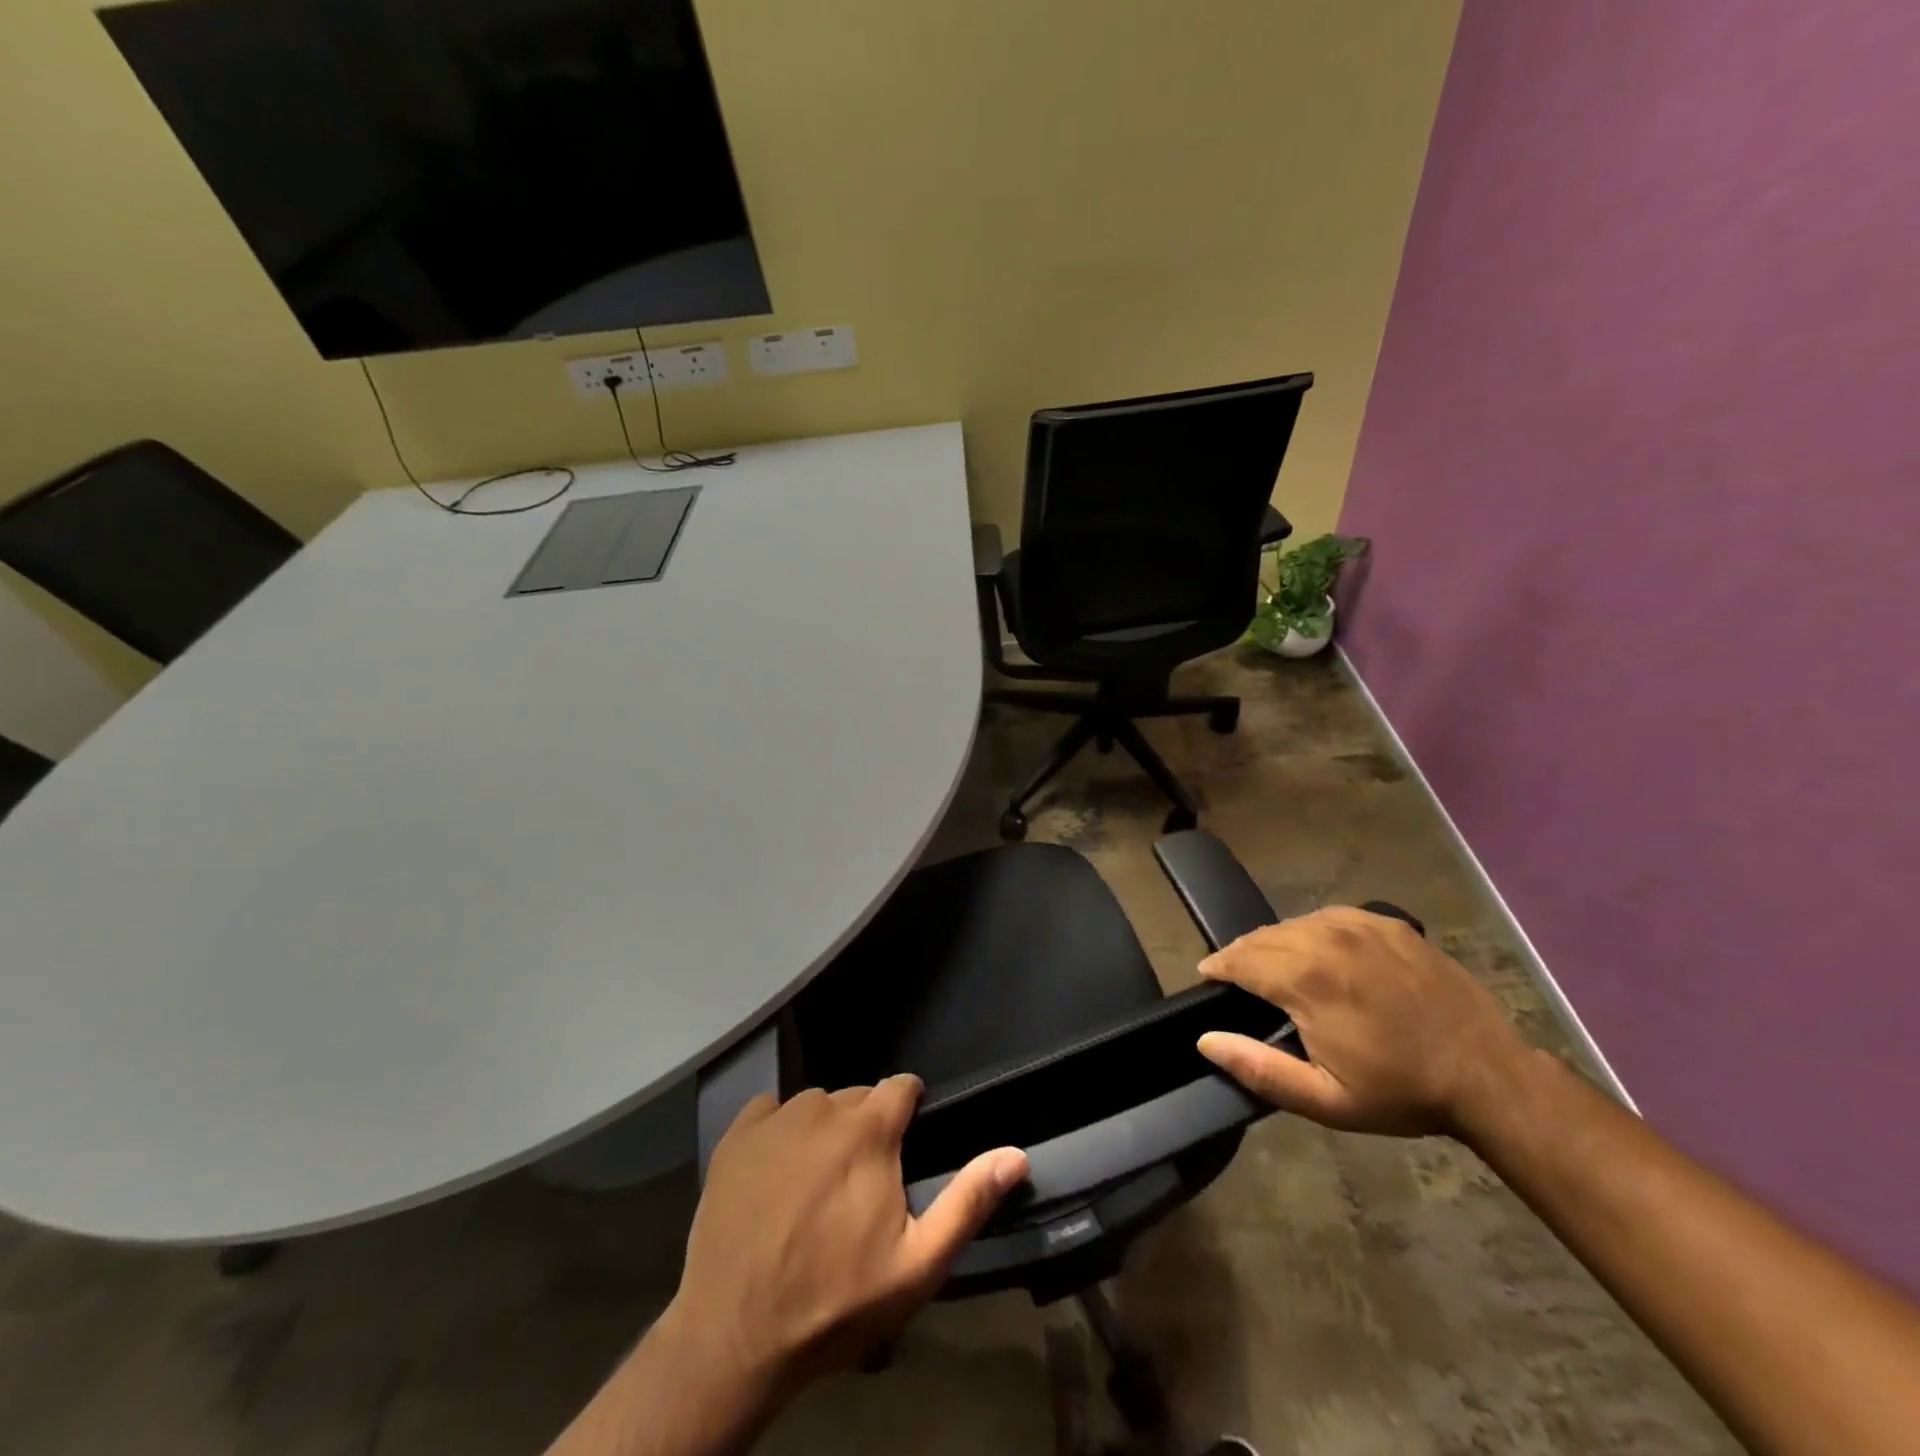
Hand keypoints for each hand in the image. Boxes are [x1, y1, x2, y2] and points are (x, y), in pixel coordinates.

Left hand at [672, 1077, 1027, 1399]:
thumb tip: (1016, 1154)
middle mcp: (823, 1106)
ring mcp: (775, 1118)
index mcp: (869, 1128)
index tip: (906, 1146)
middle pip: (858, 1097)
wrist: (734, 1336)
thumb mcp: (917, 1265)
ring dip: (825, 1130)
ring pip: (816, 1104)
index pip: (902, 1086)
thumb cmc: (834, 1301)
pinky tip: (775, 1174)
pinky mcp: (736, 1135)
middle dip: (868, 1127)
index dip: (910, 1110)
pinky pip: (771, 1111)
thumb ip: (968, 1202)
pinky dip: (779, 1131)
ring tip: (817, 1182)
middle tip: (861, 1181)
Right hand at [1195, 906, 1533, 1136]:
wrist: (1487, 1075)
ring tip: (1272, 966)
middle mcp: (1327, 939)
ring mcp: (1360, 925)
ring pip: (1294, 924)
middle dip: (1242, 955)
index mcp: (1307, 979)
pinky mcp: (1387, 922)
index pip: (1240, 959)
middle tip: (1236, 977)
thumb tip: (1205, 1039)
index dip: (1218, 967)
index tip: (1208, 977)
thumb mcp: (1326, 1100)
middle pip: (1263, 937)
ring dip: (1274, 942)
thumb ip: (1259, 1069)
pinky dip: (1311, 932)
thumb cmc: (1401, 1091)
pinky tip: (1317, 952)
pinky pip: (1329, 917)